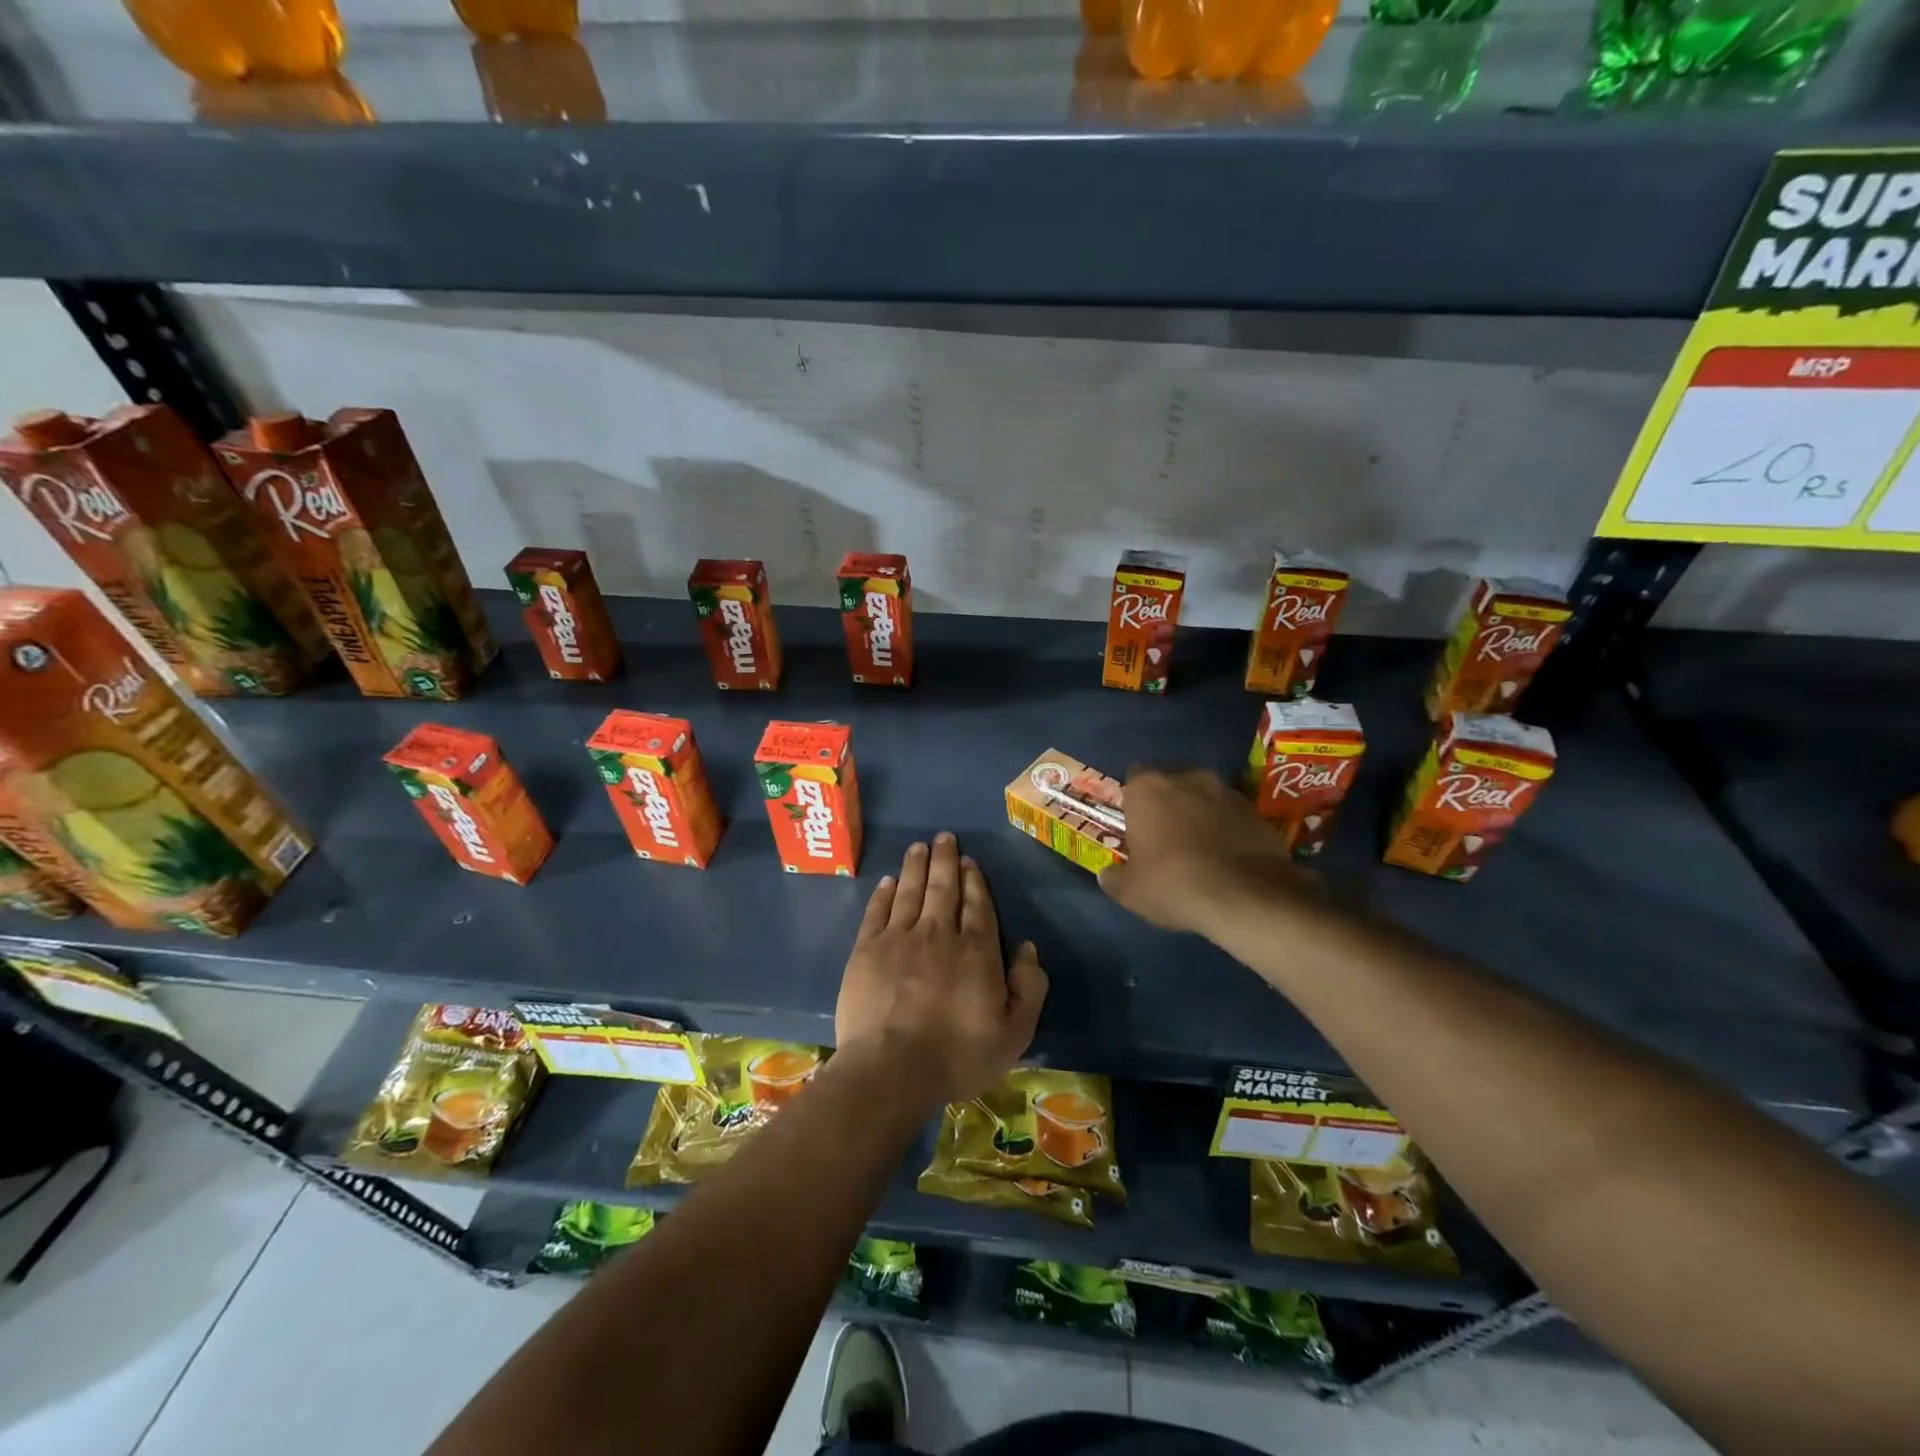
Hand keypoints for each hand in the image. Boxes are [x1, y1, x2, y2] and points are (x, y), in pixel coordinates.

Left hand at [835, 833, 1047, 1110]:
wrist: (891, 1069)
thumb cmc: (958, 1055)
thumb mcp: (1014, 1033)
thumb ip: (1028, 987)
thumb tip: (1027, 947)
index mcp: (976, 951)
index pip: (978, 905)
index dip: (975, 881)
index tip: (970, 862)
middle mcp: (939, 933)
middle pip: (944, 888)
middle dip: (946, 860)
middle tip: (944, 837)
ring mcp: (899, 938)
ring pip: (911, 891)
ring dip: (916, 866)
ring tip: (919, 846)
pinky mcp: (867, 950)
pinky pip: (878, 911)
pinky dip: (884, 893)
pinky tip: (888, 881)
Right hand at [1098, 767, 1313, 936]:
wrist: (1247, 897)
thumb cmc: (1174, 884)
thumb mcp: (1131, 891)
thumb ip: (1115, 878)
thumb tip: (1108, 875)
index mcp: (1148, 788)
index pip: (1133, 779)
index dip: (1134, 802)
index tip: (1136, 827)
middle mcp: (1187, 778)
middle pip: (1171, 782)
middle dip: (1168, 803)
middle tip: (1165, 837)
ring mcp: (1226, 791)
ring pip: (1204, 796)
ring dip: (1200, 814)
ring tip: (1200, 848)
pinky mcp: (1257, 810)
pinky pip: (1232, 815)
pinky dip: (1227, 829)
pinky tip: (1227, 858)